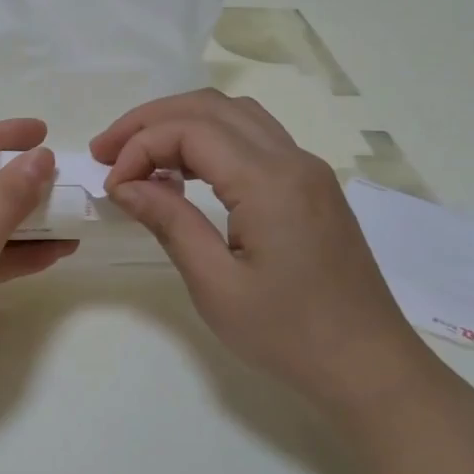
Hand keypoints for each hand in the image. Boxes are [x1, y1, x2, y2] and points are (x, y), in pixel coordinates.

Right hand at [90, 90, 441, 417]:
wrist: (368, 366)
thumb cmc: (288, 334)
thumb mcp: (216, 285)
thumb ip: (169, 223)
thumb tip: (125, 184)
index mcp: (270, 182)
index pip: (190, 131)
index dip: (140, 147)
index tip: (111, 186)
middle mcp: (293, 160)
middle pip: (211, 108)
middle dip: (150, 121)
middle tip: (105, 151)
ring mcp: (307, 170)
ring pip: (234, 115)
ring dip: (180, 124)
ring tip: (137, 155)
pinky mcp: (311, 187)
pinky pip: (254, 139)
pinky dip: (209, 140)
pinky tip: (183, 172)